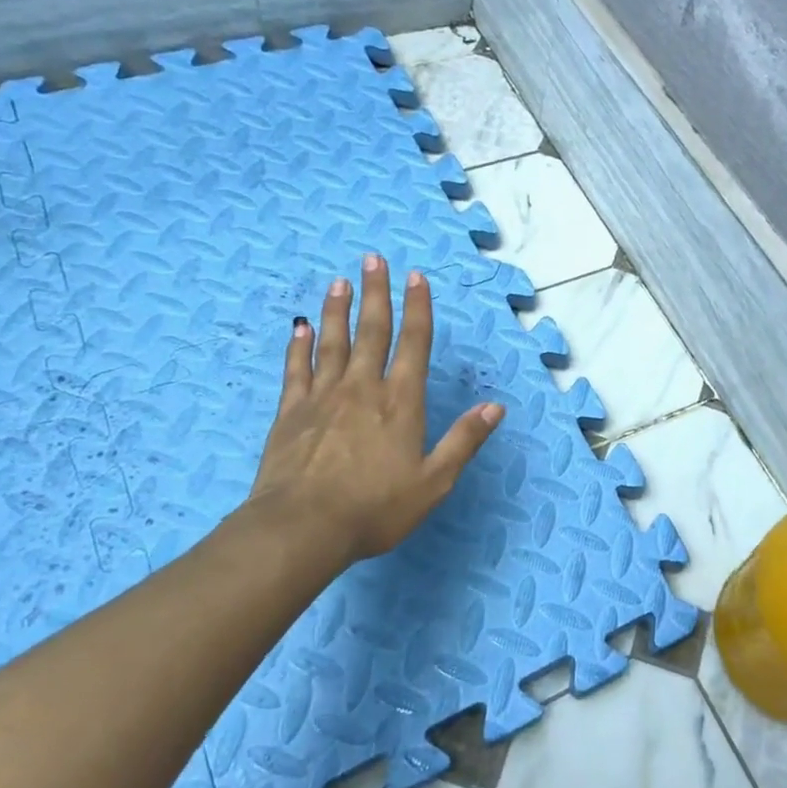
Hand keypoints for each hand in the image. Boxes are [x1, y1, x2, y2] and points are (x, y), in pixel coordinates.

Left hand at [235, 254, 503, 566]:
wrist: (303, 527)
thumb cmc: (376, 508)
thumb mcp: (434, 482)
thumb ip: (464, 441)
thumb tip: (496, 407)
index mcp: (401, 403)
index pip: (413, 344)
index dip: (418, 309)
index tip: (416, 277)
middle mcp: (362, 389)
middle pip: (372, 331)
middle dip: (376, 294)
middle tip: (373, 260)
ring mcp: (322, 397)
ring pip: (332, 342)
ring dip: (338, 310)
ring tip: (339, 283)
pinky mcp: (291, 412)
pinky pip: (296, 369)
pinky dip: (299, 346)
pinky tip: (299, 329)